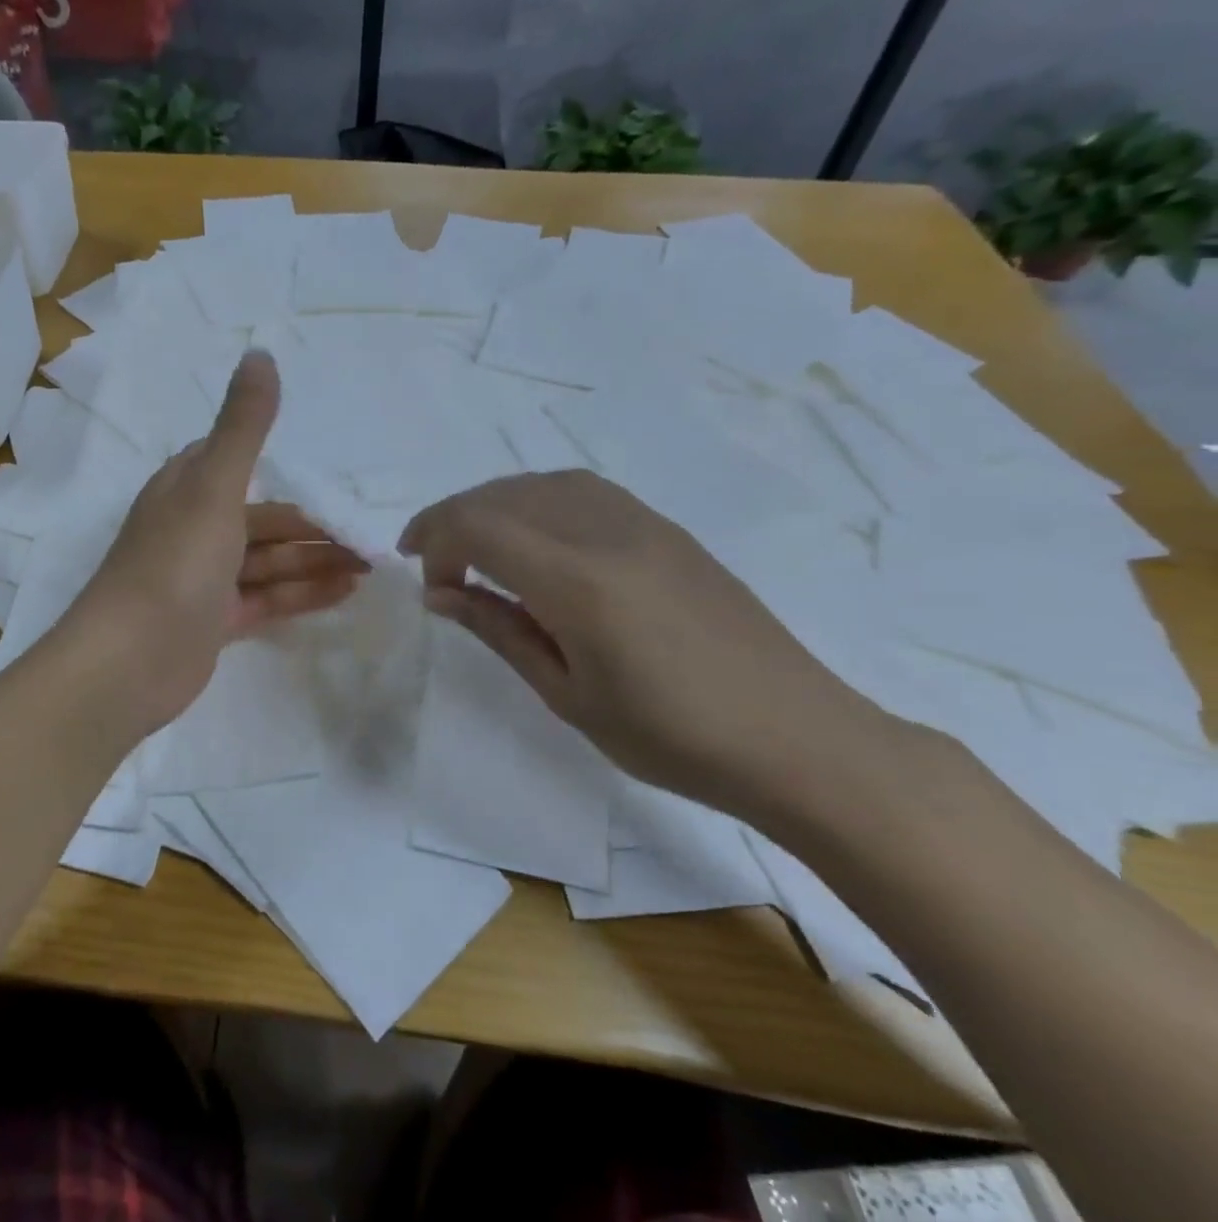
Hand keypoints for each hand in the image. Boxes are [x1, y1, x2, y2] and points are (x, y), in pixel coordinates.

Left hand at [70, 351, 366, 733]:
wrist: (128, 664)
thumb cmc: (173, 565)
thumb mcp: (214, 488)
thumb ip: (243, 426)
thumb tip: (261, 352)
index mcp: (185, 490)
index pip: (235, 463)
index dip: (282, 467)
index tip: (331, 474)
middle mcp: (193, 529)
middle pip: (263, 520)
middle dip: (313, 527)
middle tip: (369, 536)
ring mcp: (203, 579)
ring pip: (269, 562)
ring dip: (316, 561)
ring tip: (370, 564)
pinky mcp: (213, 622)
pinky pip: (266, 599)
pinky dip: (303, 593)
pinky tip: (345, 592)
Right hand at [398, 470, 893, 826]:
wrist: (797, 737)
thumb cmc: (672, 737)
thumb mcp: (567, 695)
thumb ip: (498, 630)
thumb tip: (439, 595)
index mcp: (578, 580)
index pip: (479, 526)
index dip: (434, 539)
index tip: (424, 580)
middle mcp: (606, 532)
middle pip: (504, 495)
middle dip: (453, 519)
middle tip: (436, 566)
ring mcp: (642, 523)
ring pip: (543, 484)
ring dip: (495, 505)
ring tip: (478, 547)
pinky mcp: (666, 530)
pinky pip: (583, 491)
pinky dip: (538, 501)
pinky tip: (537, 540)